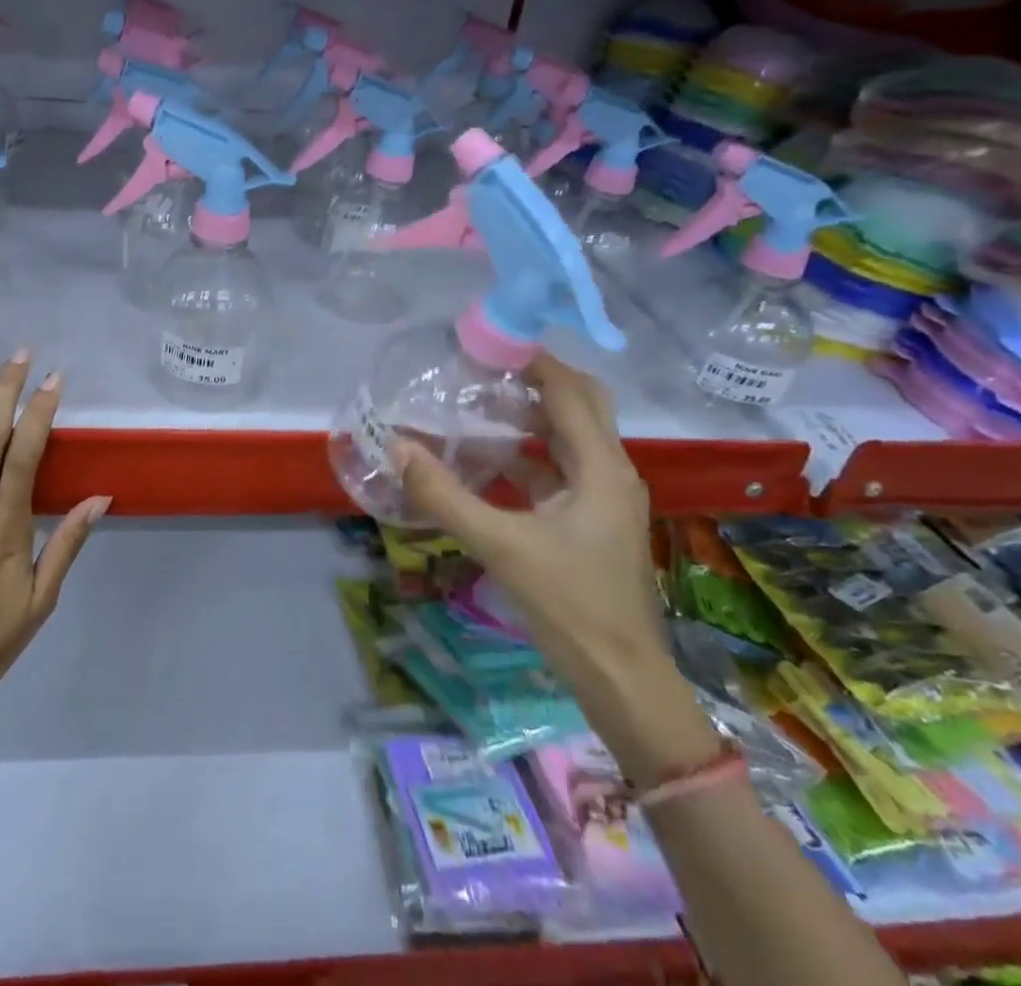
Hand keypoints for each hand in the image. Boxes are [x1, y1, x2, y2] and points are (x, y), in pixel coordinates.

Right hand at [390, 354, 715, 786]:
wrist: (623, 680)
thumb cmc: (571, 606)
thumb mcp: (501, 546)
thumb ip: (446, 496)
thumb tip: (397, 447)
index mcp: (600, 467)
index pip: (568, 390)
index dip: (531, 360)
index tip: (486, 342)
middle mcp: (610, 471)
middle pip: (580, 402)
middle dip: (536, 378)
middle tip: (485, 367)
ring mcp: (604, 497)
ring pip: (571, 434)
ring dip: (533, 412)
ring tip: (481, 400)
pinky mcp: (592, 520)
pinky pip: (561, 466)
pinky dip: (530, 451)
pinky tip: (490, 458)